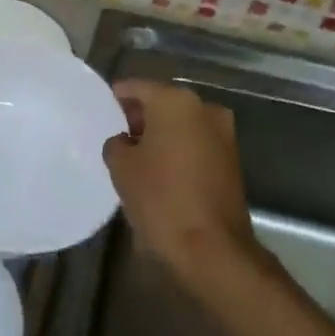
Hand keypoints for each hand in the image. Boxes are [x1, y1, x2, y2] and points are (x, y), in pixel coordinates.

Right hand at [102, 80, 260, 285]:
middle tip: (116, 132)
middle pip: (163, 103)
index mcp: (176, 102)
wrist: (211, 248)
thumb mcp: (122, 168)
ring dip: (161, 134)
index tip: (103, 108)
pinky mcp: (232, 160)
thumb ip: (116, 144)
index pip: (138, 87)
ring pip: (182, 124)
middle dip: (140, 116)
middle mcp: (205, 109)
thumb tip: (125, 141)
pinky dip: (178, 149)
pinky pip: (196, 144)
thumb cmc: (160, 199)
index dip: (118, 96)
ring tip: (135, 154)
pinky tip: (159, 169)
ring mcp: (223, 134)